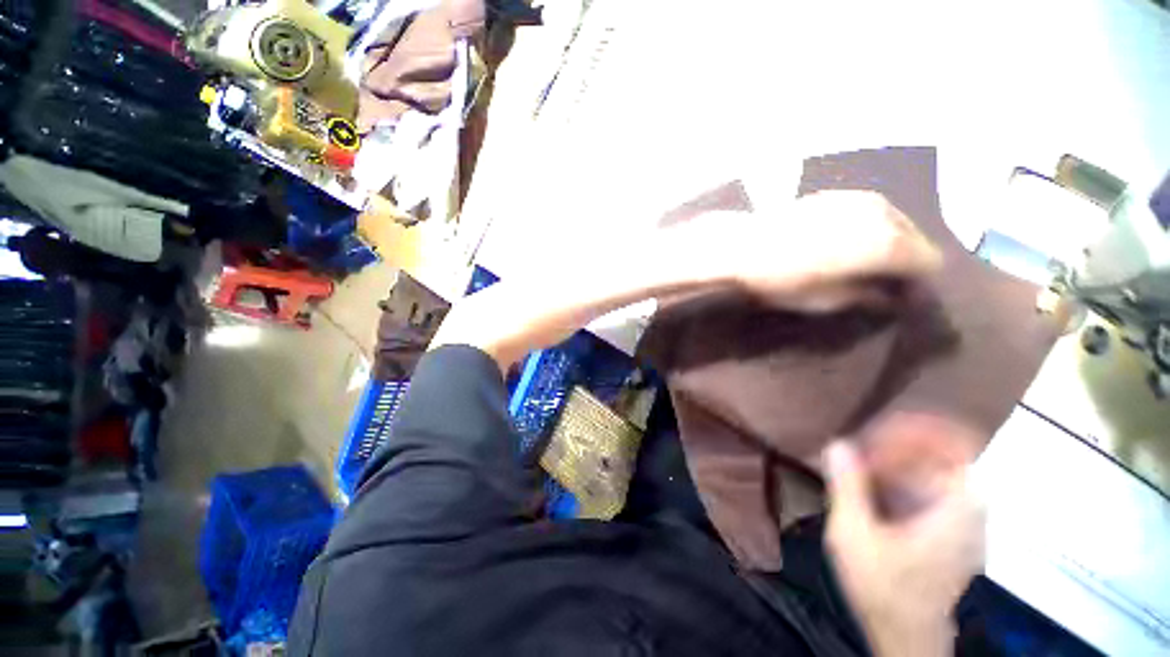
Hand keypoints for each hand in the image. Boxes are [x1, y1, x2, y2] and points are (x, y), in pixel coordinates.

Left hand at [696, 191, 941, 311]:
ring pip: (895, 221)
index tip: (897, 293)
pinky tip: (842, 239)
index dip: (917, 281)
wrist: (743, 245)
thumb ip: (866, 297)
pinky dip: (867, 226)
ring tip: (858, 259)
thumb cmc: (783, 278)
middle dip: (905, 258)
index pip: (930, 262)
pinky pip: (870, 211)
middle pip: (916, 238)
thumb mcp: (826, 300)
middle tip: (877, 278)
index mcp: (890, 243)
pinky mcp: (839, 192)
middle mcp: (885, 213)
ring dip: (887, 240)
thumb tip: (888, 297)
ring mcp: (862, 197)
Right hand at [823, 440, 984, 656]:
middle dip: (893, 445)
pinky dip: (898, 479)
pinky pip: (927, 487)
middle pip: (936, 454)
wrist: (906, 634)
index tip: (872, 428)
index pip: (949, 442)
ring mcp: (962, 518)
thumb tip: (837, 443)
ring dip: (892, 461)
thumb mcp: (854, 535)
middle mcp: (969, 506)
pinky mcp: (949, 529)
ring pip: (930, 470)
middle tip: (855, 448)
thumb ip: (847, 487)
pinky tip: (869, 487)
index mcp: (958, 504)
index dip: (911, 429)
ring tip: (857, 463)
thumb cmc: (884, 587)